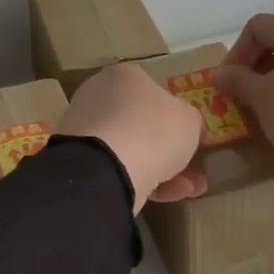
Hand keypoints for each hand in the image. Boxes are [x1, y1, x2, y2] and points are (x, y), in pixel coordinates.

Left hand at [58, 63, 207, 211]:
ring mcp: (85, 131)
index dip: (174, 114)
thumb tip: (188, 129)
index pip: (151, 90)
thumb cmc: (154, 129)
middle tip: (194, 168)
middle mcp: (98, 97)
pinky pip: (118, 169)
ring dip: (164, 170)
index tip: (191, 136)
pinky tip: (169, 196)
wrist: (108, 167)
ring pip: (132, 150)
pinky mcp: (79, 162)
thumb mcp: (190, 120)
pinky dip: (144, 182)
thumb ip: (190, 122)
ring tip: (191, 189)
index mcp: (123, 76)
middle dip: (170, 149)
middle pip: (140, 123)